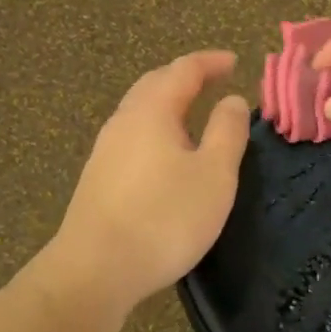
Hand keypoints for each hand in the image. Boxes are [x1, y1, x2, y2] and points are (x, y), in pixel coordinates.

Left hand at [46, 51, 251, 312]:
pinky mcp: (98, 179)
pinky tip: (165, 155)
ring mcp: (105, 151)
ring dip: (167, 104)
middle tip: (212, 81)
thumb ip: (227, 132)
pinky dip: (155, 131)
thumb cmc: (165, 218)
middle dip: (185, 78)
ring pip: (139, 112)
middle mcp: (123, 122)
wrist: (96, 269)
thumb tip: (232, 100)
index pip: (183, 70)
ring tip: (193, 115)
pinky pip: (132, 138)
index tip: (234, 62)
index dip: (210, 63)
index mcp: (152, 111)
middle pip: (154, 85)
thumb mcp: (214, 175)